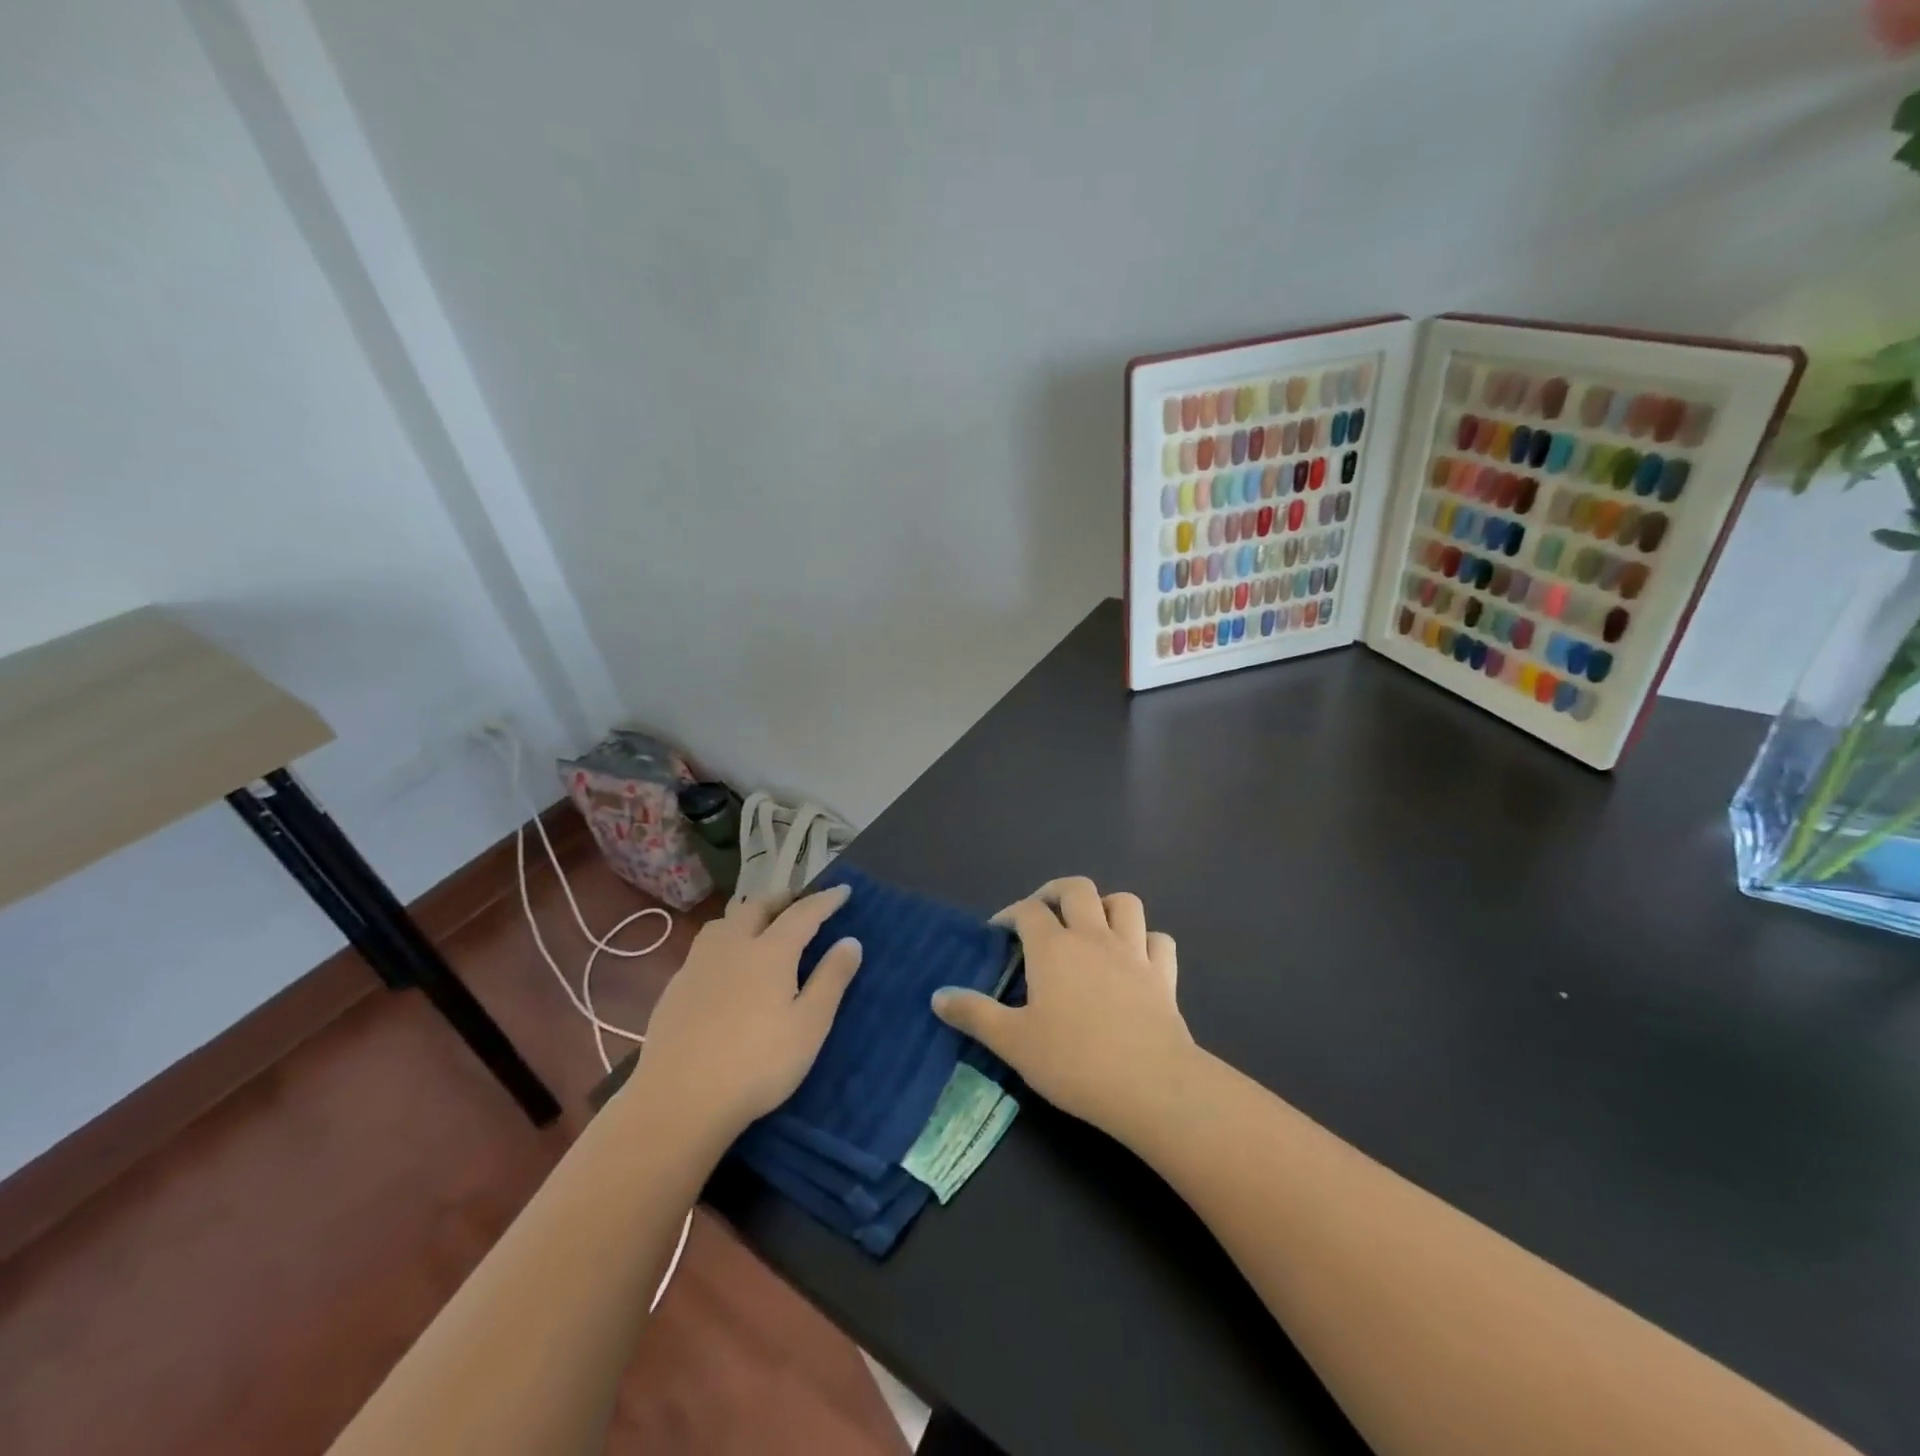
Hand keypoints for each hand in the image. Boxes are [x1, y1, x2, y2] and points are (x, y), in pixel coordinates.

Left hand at [629, 885, 862, 1143]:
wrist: (678, 1100)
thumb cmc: (756, 1064)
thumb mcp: (809, 1026)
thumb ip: (831, 980)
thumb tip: (850, 941)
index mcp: (770, 951)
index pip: (803, 913)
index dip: (825, 900)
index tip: (842, 890)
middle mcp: (733, 945)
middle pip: (758, 906)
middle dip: (783, 899)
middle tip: (801, 902)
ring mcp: (698, 964)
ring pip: (725, 921)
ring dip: (749, 913)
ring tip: (761, 923)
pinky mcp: (675, 986)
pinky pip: (705, 945)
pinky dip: (726, 939)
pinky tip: (726, 963)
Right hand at [931, 877, 1191, 1137]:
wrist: (1150, 1085)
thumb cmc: (1074, 1061)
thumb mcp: (1012, 1042)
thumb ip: (974, 1014)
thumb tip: (938, 995)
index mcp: (1053, 948)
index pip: (1027, 910)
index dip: (1009, 914)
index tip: (998, 933)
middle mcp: (1093, 937)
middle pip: (1077, 888)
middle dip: (1055, 892)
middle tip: (1042, 914)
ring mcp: (1133, 952)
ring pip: (1124, 903)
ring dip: (1106, 906)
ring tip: (1092, 926)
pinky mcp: (1163, 975)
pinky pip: (1159, 940)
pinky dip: (1146, 940)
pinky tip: (1136, 957)